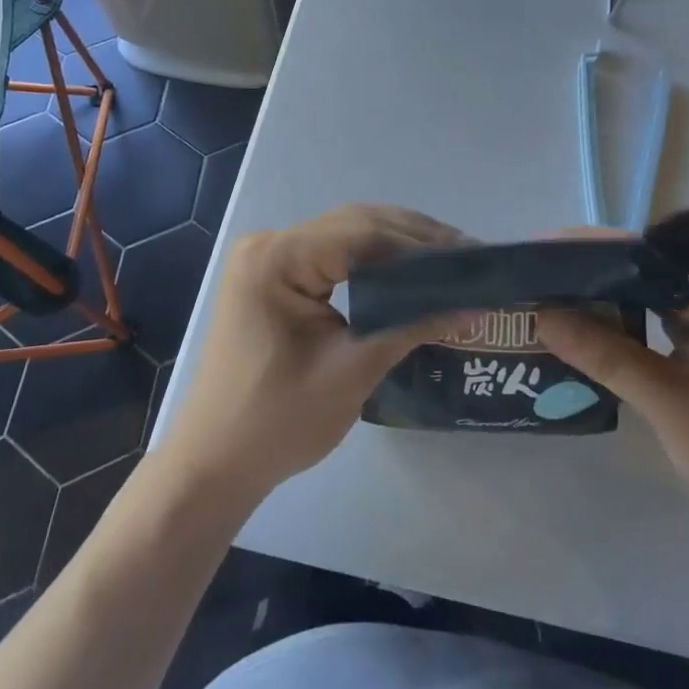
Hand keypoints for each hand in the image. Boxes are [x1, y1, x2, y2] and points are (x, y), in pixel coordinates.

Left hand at [155, 204, 462, 504]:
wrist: (212, 465)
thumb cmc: (277, 422)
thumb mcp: (353, 371)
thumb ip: (413, 326)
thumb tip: (475, 307)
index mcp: (277, 258)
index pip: (363, 233)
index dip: (421, 243)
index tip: (471, 256)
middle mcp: (269, 243)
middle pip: (354, 224)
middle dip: (413, 238)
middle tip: (467, 256)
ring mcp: (267, 258)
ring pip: (345, 234)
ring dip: (395, 245)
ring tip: (447, 261)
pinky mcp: (272, 277)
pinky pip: (330, 254)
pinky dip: (370, 260)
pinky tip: (404, 272)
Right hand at [540, 262, 688, 530]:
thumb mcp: (668, 401)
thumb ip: (604, 354)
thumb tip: (539, 314)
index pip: (650, 258)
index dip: (593, 254)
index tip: (541, 252)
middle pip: (647, 272)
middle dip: (591, 276)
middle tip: (534, 274)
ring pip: (648, 296)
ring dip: (602, 300)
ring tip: (546, 293)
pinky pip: (656, 320)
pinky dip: (621, 325)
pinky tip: (580, 325)